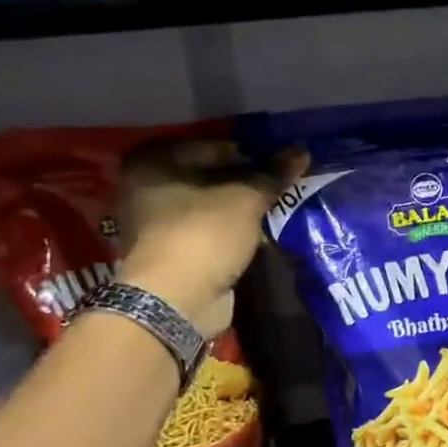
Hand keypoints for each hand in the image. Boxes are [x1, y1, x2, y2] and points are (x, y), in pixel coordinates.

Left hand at [116, 138, 305, 336]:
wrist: (176, 300)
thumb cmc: (204, 234)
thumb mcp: (245, 199)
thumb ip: (273, 175)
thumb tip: (302, 151)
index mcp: (152, 162)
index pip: (211, 146)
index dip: (249, 153)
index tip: (279, 163)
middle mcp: (146, 188)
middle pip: (207, 175)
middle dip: (245, 180)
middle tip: (280, 183)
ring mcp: (155, 223)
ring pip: (208, 205)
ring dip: (239, 207)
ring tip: (276, 206)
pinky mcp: (171, 252)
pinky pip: (208, 230)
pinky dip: (231, 230)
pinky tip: (259, 231)